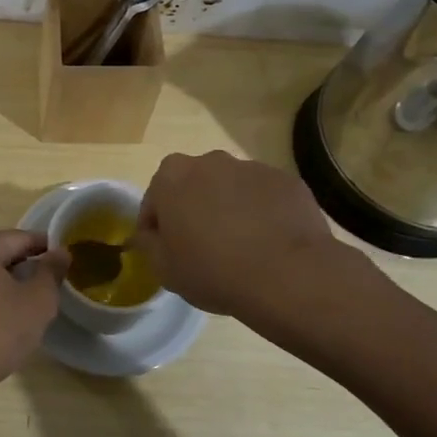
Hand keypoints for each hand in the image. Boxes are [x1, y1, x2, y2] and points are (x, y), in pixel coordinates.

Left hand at [0, 230, 65, 396]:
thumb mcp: (37, 301)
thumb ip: (51, 272)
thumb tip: (61, 252)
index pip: (20, 238)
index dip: (46, 247)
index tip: (66, 259)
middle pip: (0, 253)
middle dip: (27, 266)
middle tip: (53, 284)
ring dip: (9, 283)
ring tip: (32, 302)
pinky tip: (5, 317)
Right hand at [135, 151, 382, 320]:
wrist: (288, 275)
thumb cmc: (213, 270)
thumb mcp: (163, 269)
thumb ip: (148, 243)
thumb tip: (152, 233)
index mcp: (172, 176)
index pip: (154, 200)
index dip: (157, 228)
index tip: (167, 251)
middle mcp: (210, 161)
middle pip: (193, 186)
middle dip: (194, 210)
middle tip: (203, 247)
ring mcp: (252, 167)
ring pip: (231, 189)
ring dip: (229, 209)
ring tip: (242, 247)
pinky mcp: (286, 180)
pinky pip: (265, 197)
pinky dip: (263, 214)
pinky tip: (269, 244)